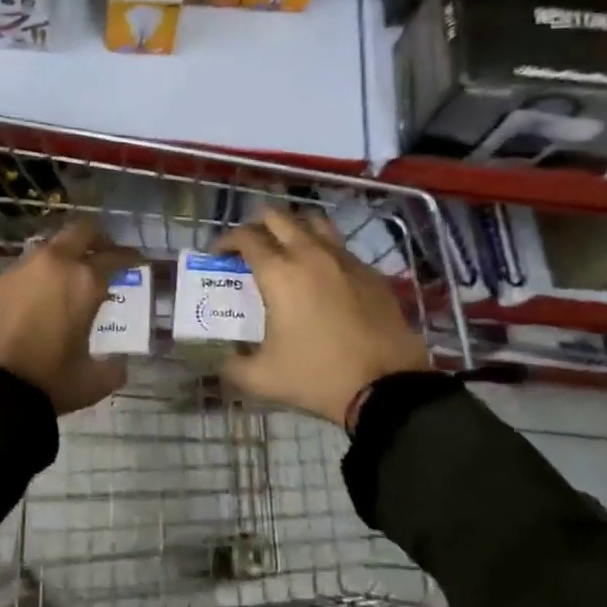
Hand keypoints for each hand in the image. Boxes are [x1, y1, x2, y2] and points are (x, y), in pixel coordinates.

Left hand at [0, 218, 139, 415]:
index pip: (114, 257)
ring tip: (69, 277)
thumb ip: (111, 369)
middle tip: (105, 254)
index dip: (129, 257)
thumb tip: (119, 366)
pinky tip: (38, 296)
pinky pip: (26, 267)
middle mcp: (56, 264)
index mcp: (85, 282)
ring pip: (51, 247)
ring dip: (65, 255)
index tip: (137, 260)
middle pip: (82, 232)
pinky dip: (39, 274)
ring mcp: (24, 268)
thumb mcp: (90, 382)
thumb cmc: (48, 379)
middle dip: (97, 239)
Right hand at [216, 209, 430, 426]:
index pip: (245, 237)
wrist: (387, 388)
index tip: (219, 255)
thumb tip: (223, 361)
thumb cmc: (318, 376)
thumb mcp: (263, 379)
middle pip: (277, 217)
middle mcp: (309, 254)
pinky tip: (323, 276)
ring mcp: (344, 259)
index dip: (226, 241)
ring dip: (294, 228)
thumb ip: (233, 367)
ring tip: (287, 249)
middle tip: (250, 247)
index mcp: (279, 273)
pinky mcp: (370, 272)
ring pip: (313, 222)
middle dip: (257, 225)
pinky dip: (324, 251)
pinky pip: (340, 247)